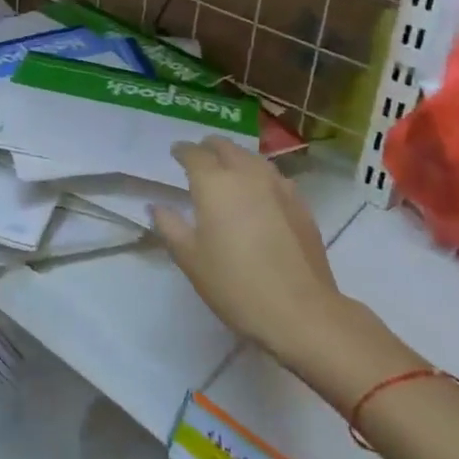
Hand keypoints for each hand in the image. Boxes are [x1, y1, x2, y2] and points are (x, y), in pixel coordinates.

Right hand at [154, 138, 408, 392]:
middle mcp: (246, 173)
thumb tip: (157, 206)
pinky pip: (274, 177)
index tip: (175, 153)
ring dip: (236, 158)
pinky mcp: (301, 203)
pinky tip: (259, 195)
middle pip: (225, 147)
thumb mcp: (190, 259)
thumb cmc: (235, 285)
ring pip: (252, 158)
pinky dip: (260, 177)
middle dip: (210, 148)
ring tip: (229, 172)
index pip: (194, 153)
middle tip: (200, 159)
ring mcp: (278, 185)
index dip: (182, 151)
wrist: (301, 311)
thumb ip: (170, 226)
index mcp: (214, 182)